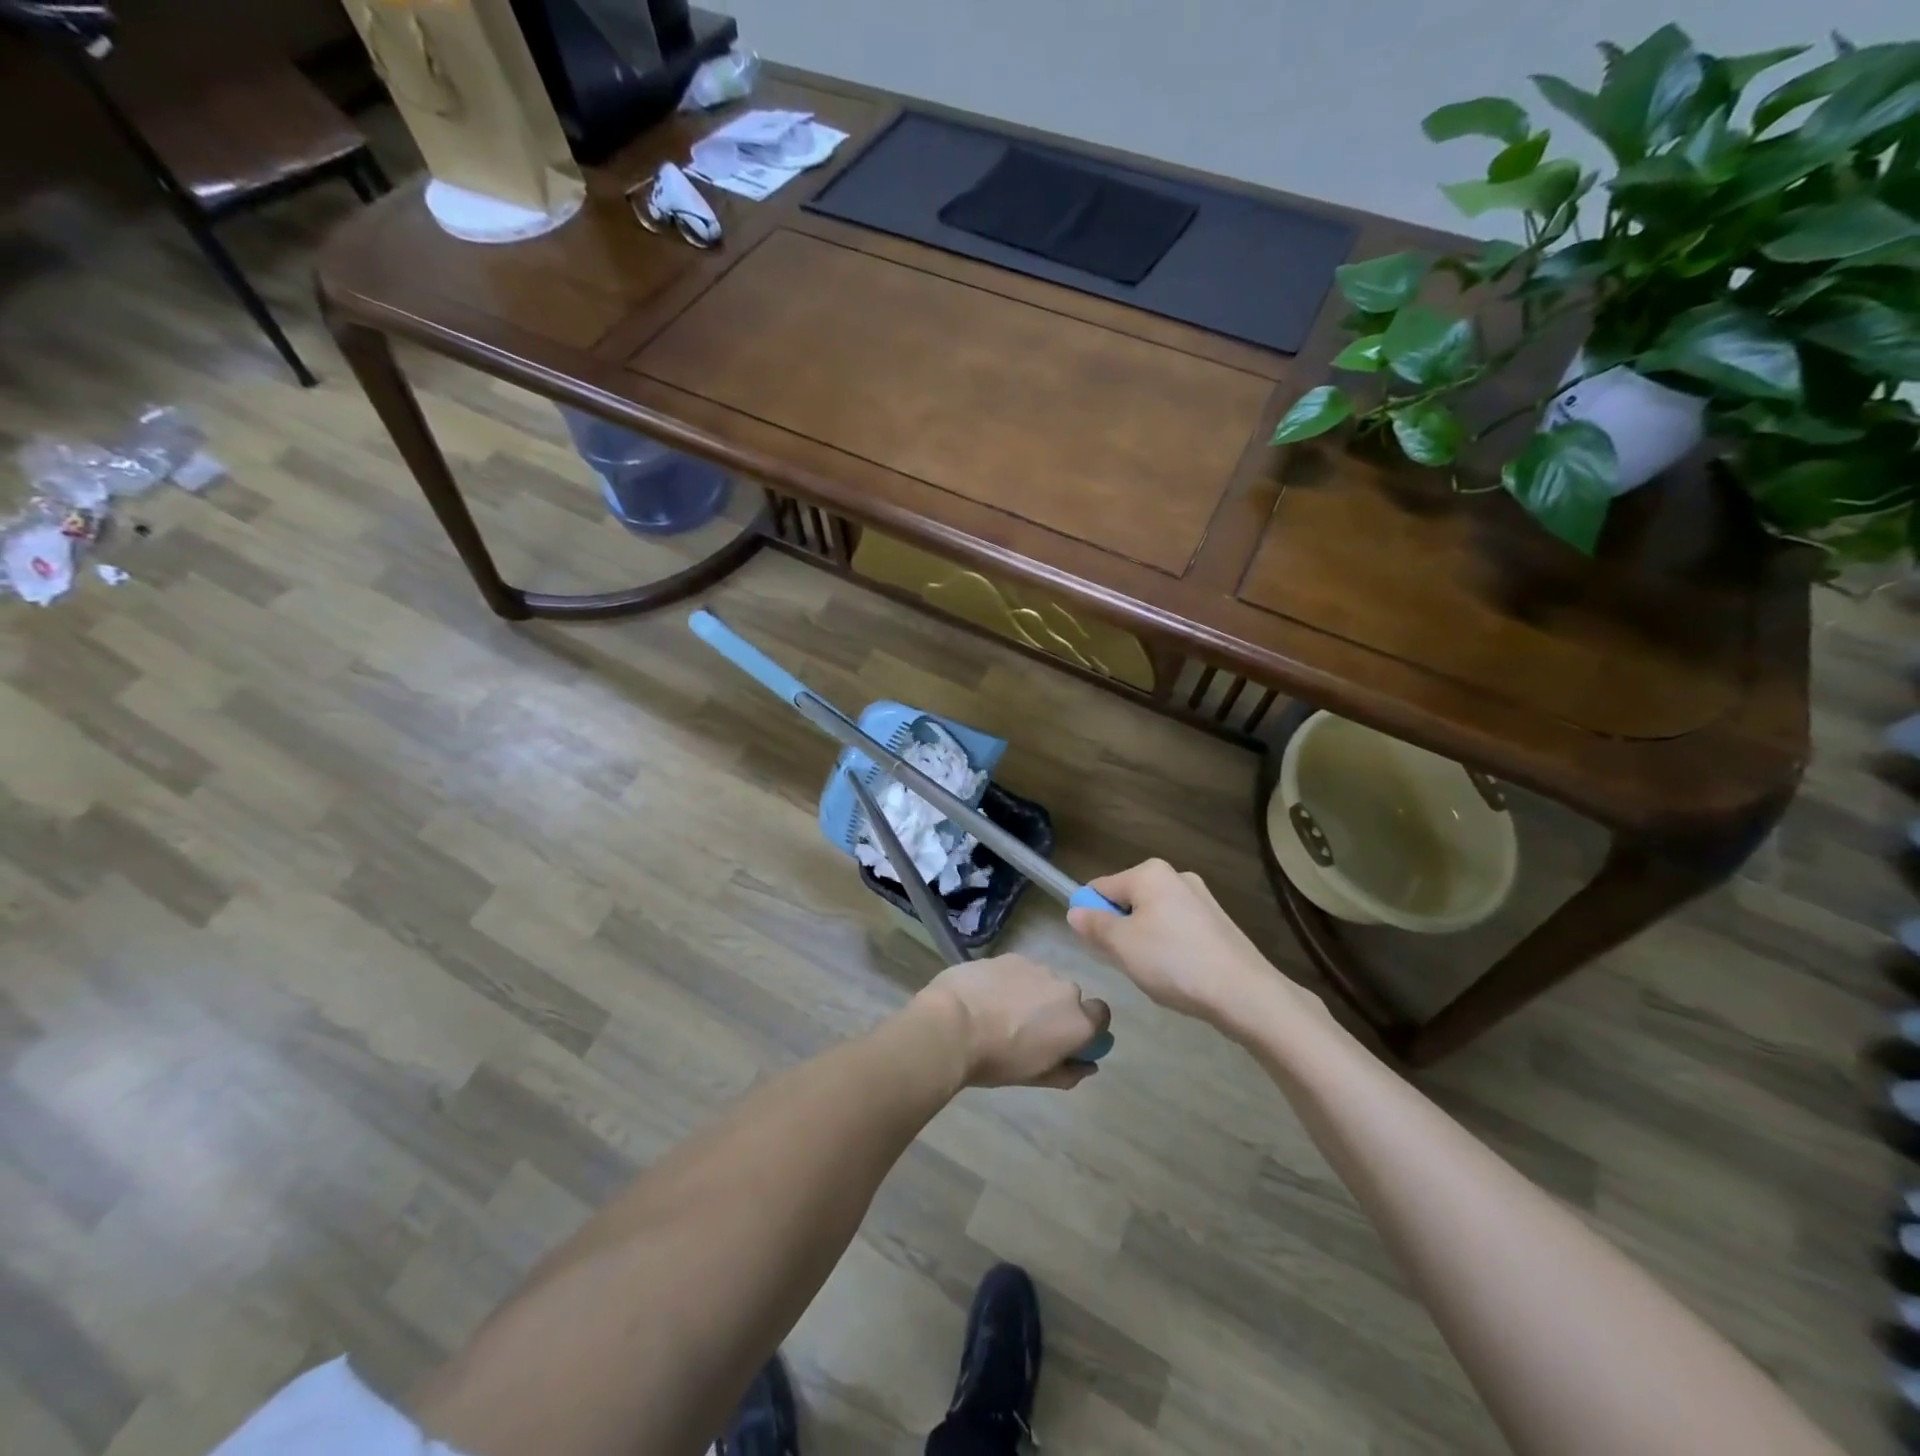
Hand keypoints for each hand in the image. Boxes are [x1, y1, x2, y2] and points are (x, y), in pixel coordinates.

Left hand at [915, 955, 1109, 1090]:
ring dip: (1030, 992)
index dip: (1087, 1025)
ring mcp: (1036, 967)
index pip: (1100, 1015)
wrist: (952, 1024)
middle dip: (1053, 1009)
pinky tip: (985, 994)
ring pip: (1042, 980)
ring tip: (1000, 1010)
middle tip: (1026, 1028)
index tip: (1066, 1038)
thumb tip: (1088, 1065)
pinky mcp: (1009, 955)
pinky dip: (1008, 980)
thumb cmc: (997, 1060)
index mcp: (1078, 1021)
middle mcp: (1064, 989)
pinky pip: (1018, 970)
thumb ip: (1069, 1071)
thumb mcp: (1037, 1076)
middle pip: (1068, 997)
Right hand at [1068, 859, 1322, 1034]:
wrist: (1244, 993)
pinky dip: (1169, 948)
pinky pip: (1177, 930)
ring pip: (1153, 917)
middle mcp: (1176, 876)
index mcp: (1149, 873)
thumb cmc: (1174, 962)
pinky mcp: (1218, 923)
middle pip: (1128, 900)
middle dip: (1120, 929)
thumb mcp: (1121, 945)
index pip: (1100, 887)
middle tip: (1124, 962)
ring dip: (1144, 941)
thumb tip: (1075, 911)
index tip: (1095, 946)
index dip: (1089, 915)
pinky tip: (1178, 974)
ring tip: (1154, 973)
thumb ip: (1094, 925)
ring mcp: (1201, 899)